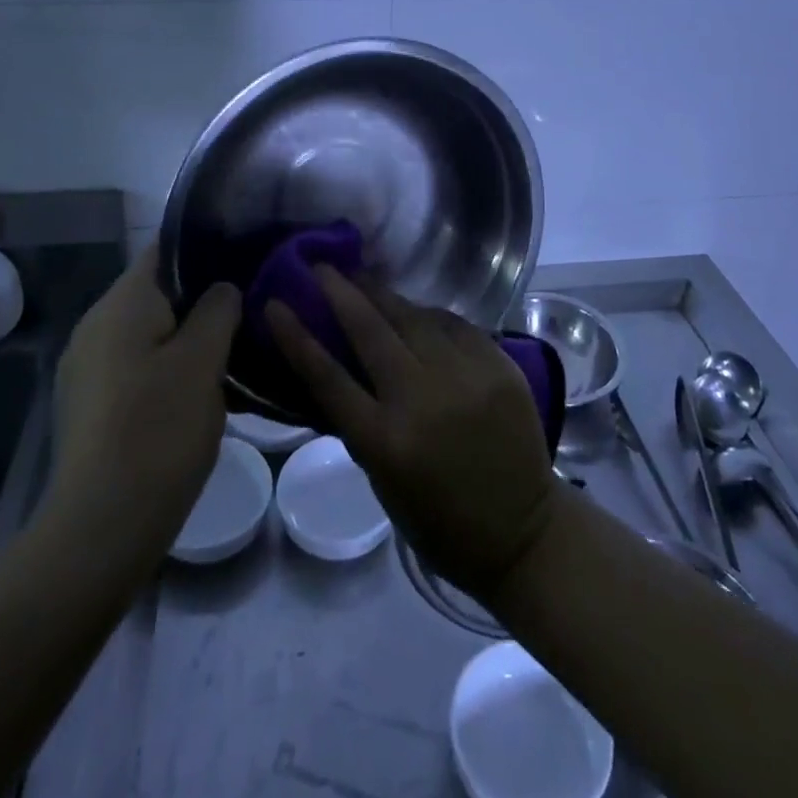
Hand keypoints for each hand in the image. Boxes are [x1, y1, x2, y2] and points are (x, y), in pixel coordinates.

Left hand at [42, 248, 240, 569]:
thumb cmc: (158, 429)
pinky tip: (200, 391)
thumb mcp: (202, 361)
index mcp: (122, 303)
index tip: (246, 256)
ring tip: (234, 351)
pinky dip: (168, 366)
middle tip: (250, 309)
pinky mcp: (91, 402)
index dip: (206, 246)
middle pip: (158, 291)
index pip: (164, 249)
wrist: (101, 526)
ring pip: (150, 331)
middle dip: (202, 298)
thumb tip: (222, 288)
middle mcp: (96, 324)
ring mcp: (88, 366)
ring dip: (188, 336)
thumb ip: (217, 310)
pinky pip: (137, 364)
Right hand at [270, 268, 556, 599]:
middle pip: (371, 331)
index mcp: (386, 441)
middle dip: (341, 292)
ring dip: (383, 295)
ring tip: (361, 277)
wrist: (522, 530)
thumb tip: (338, 364)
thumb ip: (360, 421)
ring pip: (414, 317)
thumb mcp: (383, 480)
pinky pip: (454, 324)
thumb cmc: (439, 519)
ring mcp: (466, 377)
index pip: (328, 377)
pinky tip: (415, 308)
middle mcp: (423, 400)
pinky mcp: (498, 365)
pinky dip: (429, 314)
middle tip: (321, 267)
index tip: (275, 304)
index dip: (296, 337)